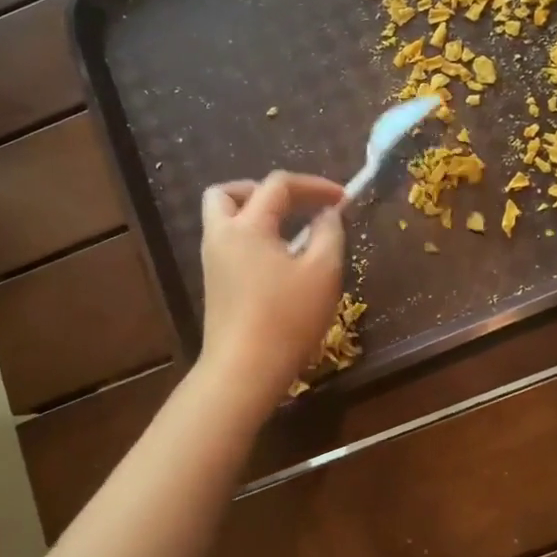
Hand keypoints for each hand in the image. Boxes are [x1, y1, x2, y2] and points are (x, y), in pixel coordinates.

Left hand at [197, 171, 346, 410]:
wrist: (244, 371)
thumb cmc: (287, 318)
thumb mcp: (323, 272)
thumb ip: (329, 233)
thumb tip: (326, 214)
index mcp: (247, 226)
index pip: (278, 185)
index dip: (314, 185)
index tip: (343, 199)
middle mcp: (222, 236)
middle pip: (227, 193)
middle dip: (261, 189)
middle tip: (293, 205)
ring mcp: (213, 262)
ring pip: (223, 218)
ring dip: (253, 213)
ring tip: (288, 230)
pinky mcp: (214, 285)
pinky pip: (228, 243)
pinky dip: (250, 237)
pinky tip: (278, 259)